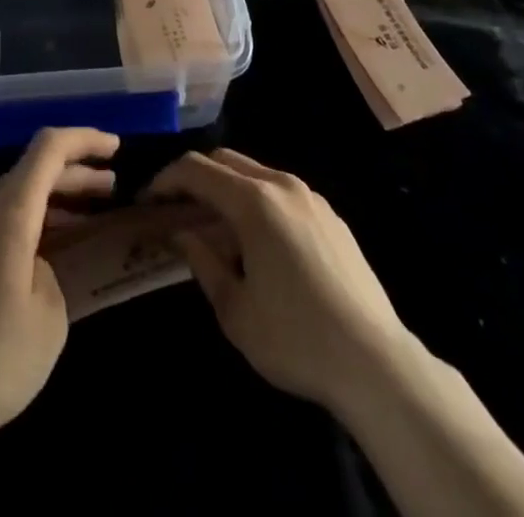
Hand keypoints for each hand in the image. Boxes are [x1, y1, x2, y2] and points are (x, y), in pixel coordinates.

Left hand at [0, 127, 118, 456]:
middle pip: (29, 172)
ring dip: (46, 204)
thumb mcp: (49, 318)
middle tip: (109, 188)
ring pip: (7, 200)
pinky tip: (32, 260)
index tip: (116, 147)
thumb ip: (50, 272)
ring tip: (79, 223)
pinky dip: (19, 228)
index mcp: (7, 212)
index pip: (49, 148)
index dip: (85, 139)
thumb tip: (32, 266)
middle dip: (73, 175)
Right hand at [147, 148, 412, 416]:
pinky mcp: (331, 216)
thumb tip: (181, 234)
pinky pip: (282, 192)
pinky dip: (257, 200)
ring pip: (256, 172)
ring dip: (227, 187)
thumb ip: (202, 262)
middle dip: (195, 177)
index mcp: (254, 201)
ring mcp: (311, 197)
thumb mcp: (234, 310)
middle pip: (225, 160)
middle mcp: (281, 185)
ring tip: (215, 227)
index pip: (196, 169)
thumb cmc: (295, 339)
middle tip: (177, 210)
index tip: (148, 201)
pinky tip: (259, 241)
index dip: (166, 179)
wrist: (376, 362)